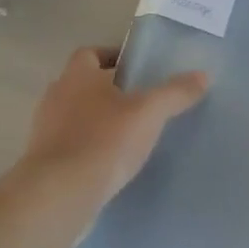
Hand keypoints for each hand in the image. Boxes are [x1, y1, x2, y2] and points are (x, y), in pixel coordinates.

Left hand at [17, 47, 207, 212]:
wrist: (59, 194)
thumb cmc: (104, 141)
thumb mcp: (149, 113)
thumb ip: (175, 92)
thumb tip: (204, 75)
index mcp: (77, 76)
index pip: (90, 53)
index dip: (113, 57)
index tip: (137, 70)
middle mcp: (56, 97)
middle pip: (83, 85)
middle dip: (109, 91)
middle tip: (140, 102)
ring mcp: (45, 130)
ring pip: (75, 116)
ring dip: (98, 121)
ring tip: (130, 134)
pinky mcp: (45, 161)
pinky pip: (70, 145)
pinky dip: (89, 148)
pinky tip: (111, 162)